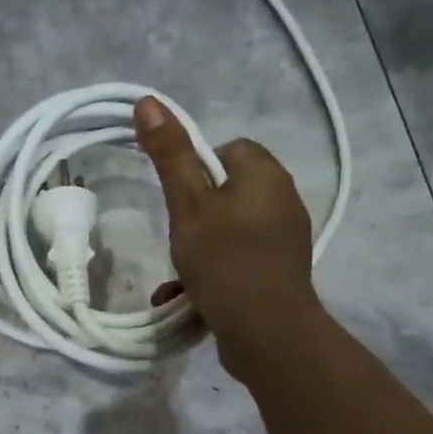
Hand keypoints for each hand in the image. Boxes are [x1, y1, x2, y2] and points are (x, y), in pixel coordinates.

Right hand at [134, 95, 318, 372]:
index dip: (198, 169)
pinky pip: (238, 260)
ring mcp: (284, 240)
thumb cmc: (225, 261)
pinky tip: (188, 297)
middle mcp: (283, 201)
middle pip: (227, 191)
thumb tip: (149, 101)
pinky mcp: (278, 273)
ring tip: (178, 274)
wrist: (267, 333)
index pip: (230, 149)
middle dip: (195, 215)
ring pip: (229, 230)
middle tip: (178, 237)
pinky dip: (214, 273)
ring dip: (198, 250)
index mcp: (266, 175)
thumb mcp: (189, 205)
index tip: (180, 199)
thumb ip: (170, 155)